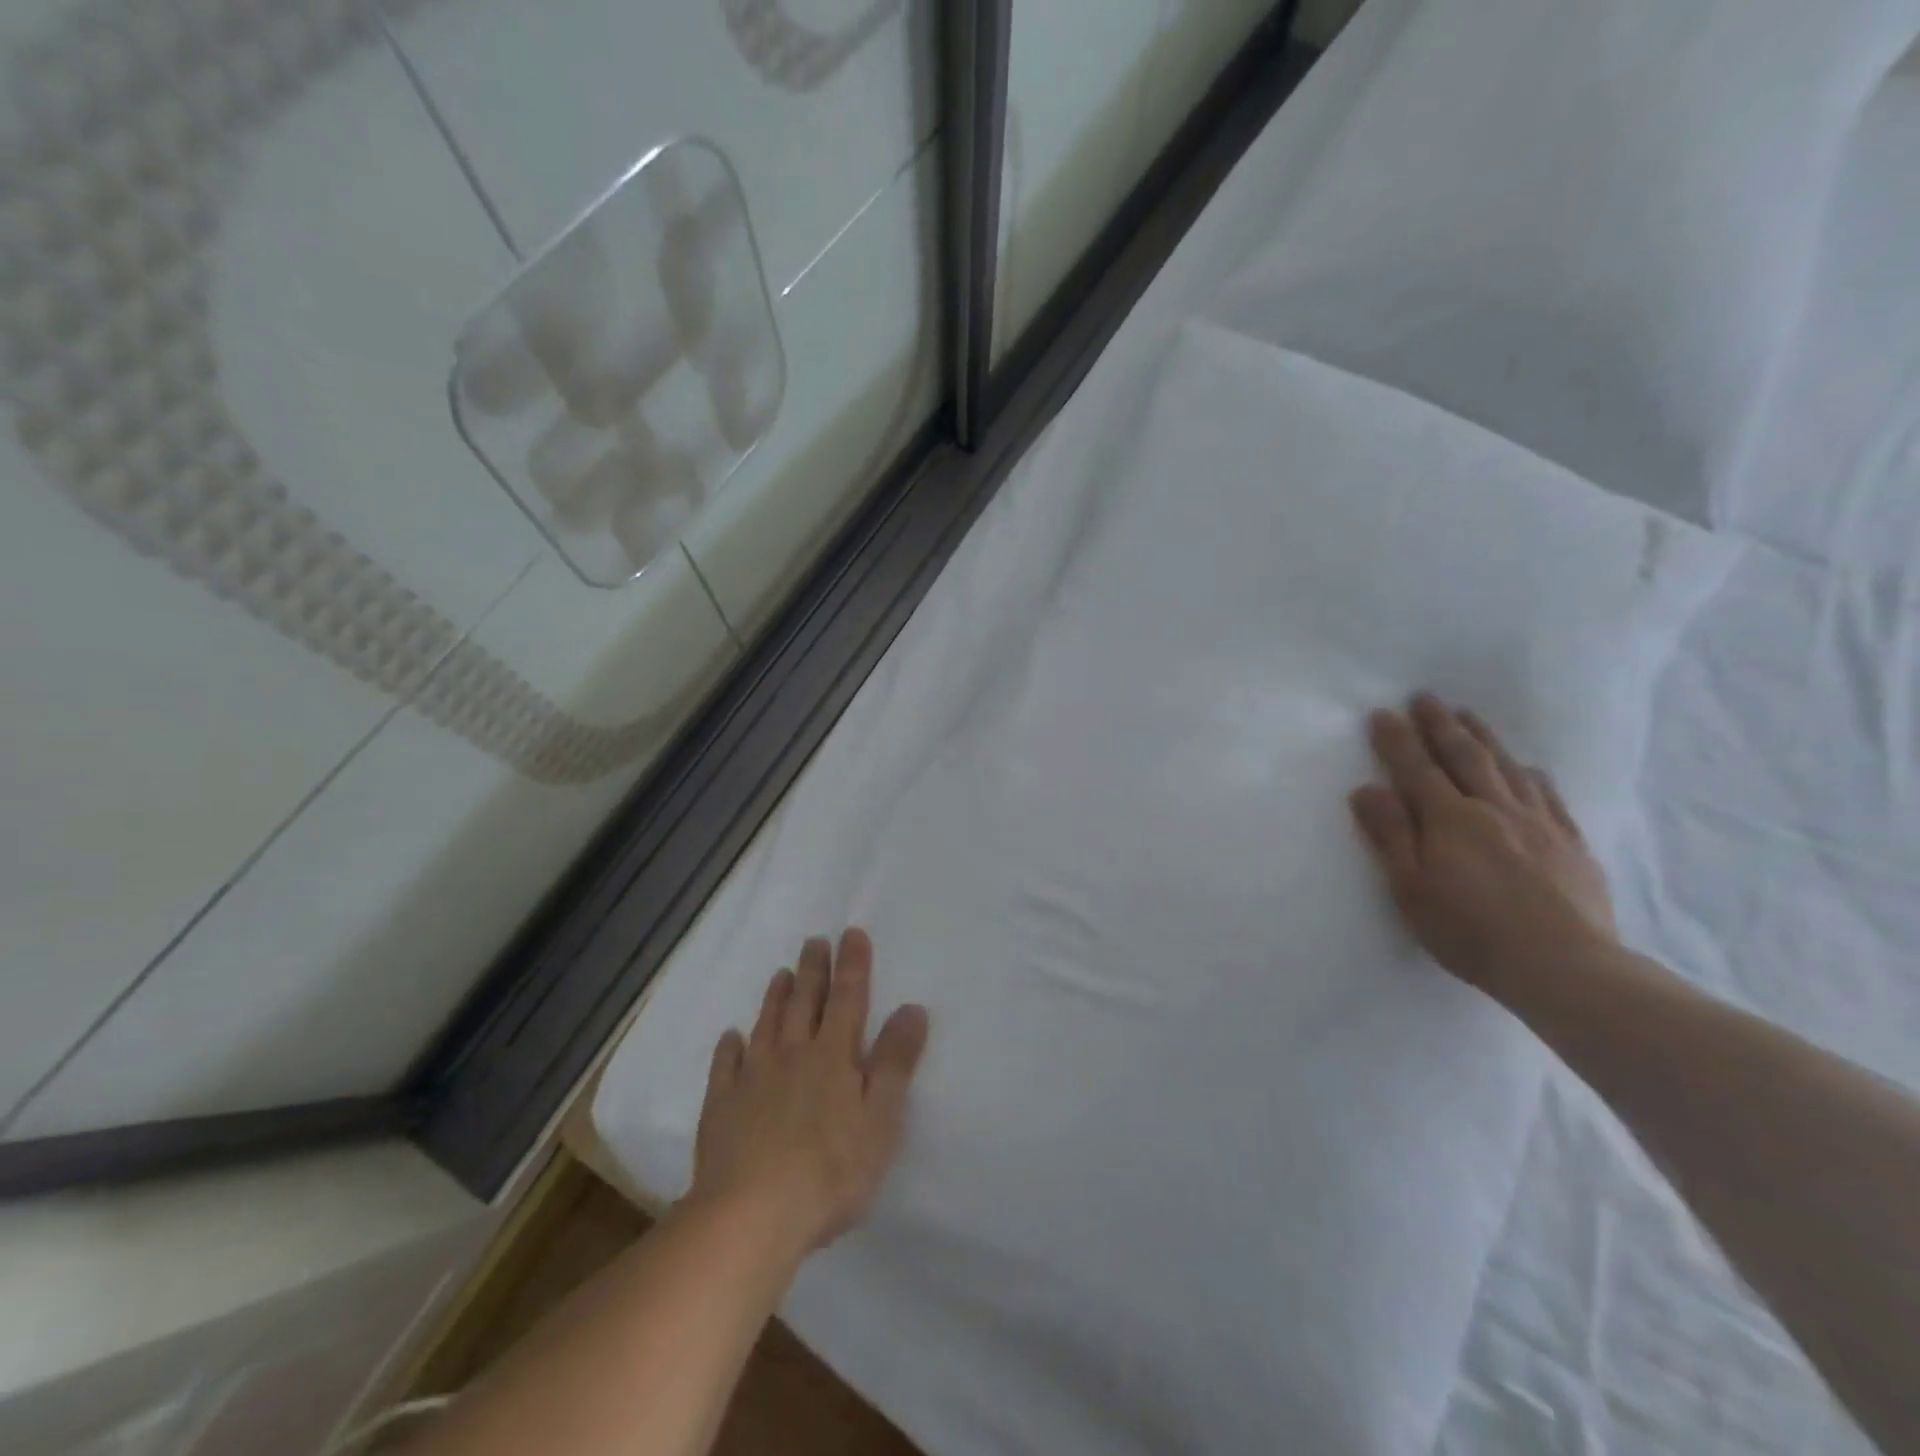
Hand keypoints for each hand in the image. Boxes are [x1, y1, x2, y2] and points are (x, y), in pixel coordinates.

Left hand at [690, 928, 929, 1257]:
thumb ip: (896, 1062)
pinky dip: (729, 1047)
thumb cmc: (830, 1170)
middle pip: (805, 1003)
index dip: (852, 965)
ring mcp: (753, 1079)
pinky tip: (731, 1037)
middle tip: (814, 941)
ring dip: (776, 998)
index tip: (851, 933)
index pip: (847, 999)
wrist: (750, 1215)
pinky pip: (726, 1066)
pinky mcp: (722, 1107)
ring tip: (781, 974)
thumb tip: (911, 1008)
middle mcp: (793, 1055)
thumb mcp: (881, 1118)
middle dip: (813, 970)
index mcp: (834, 1056)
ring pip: (767, 1025)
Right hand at [1348, 694, 1615, 1004]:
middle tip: (1426, 697)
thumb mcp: (1411, 887)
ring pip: (1506, 767)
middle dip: (1440, 725)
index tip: (1382, 713)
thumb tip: (1366, 789)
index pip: (1416, 769)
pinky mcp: (1571, 843)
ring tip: (1468, 715)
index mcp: (1450, 819)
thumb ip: (1390, 835)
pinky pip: (1548, 795)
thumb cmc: (1470, 930)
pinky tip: (1526, 766)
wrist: (1564, 966)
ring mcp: (1538, 823)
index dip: (1397, 740)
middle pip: (1464, 756)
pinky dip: (1530, 774)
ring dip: (1483, 737)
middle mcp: (1494, 809)